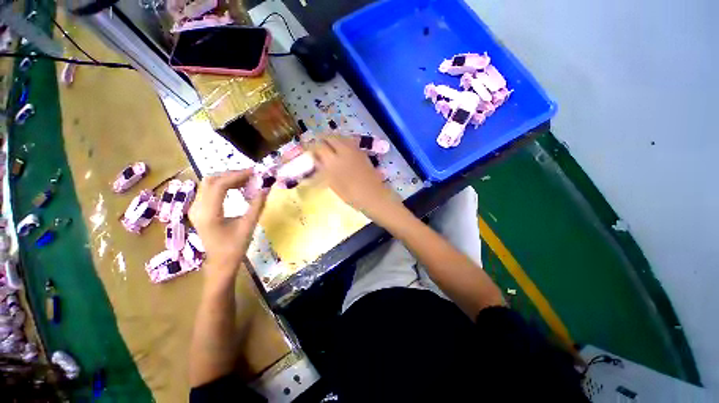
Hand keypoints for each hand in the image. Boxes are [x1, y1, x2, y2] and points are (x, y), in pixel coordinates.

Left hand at [188, 170, 266, 276]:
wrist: (220, 263)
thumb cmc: (235, 247)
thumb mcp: (249, 226)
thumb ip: (257, 205)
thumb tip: (266, 188)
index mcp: (208, 213)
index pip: (219, 185)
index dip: (238, 175)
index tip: (255, 172)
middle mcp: (197, 208)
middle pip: (211, 180)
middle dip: (232, 174)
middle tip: (252, 175)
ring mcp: (195, 208)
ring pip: (209, 183)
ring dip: (228, 178)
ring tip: (247, 180)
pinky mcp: (199, 209)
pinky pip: (209, 190)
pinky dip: (224, 184)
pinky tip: (237, 187)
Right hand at [312, 136, 401, 221]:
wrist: (374, 196)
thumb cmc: (352, 195)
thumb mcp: (334, 185)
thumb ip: (324, 170)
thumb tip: (317, 160)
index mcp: (334, 161)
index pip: (319, 147)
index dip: (312, 146)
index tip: (309, 150)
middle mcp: (343, 151)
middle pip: (330, 137)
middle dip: (322, 139)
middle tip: (318, 146)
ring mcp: (354, 150)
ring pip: (340, 137)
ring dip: (333, 139)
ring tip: (329, 147)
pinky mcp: (362, 152)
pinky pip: (349, 142)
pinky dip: (343, 142)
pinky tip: (342, 151)